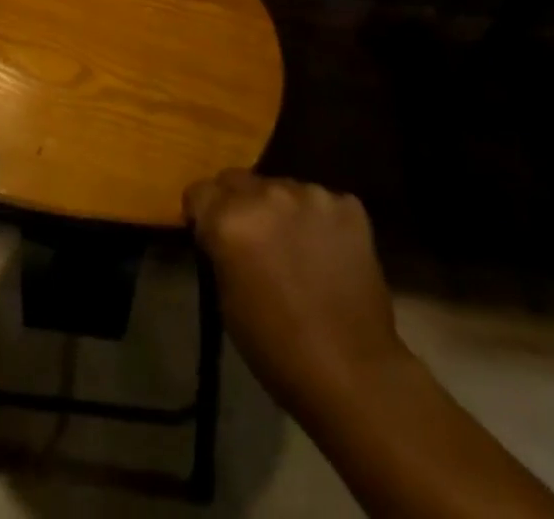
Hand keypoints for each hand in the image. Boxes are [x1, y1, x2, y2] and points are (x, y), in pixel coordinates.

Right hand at [185, 171, 407, 410]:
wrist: (354, 374)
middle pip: (237, 179)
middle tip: (252, 239)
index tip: (211, 235)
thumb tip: (223, 234)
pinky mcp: (348, 205)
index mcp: (230, 219)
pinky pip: (322, 202)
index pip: (199, 191)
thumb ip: (220, 250)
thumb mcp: (226, 301)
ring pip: (282, 188)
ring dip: (281, 210)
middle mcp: (267, 194)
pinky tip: (328, 253)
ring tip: (296, 247)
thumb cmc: (278, 349)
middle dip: (238, 204)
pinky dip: (319, 221)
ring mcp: (312, 195)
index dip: (202, 214)